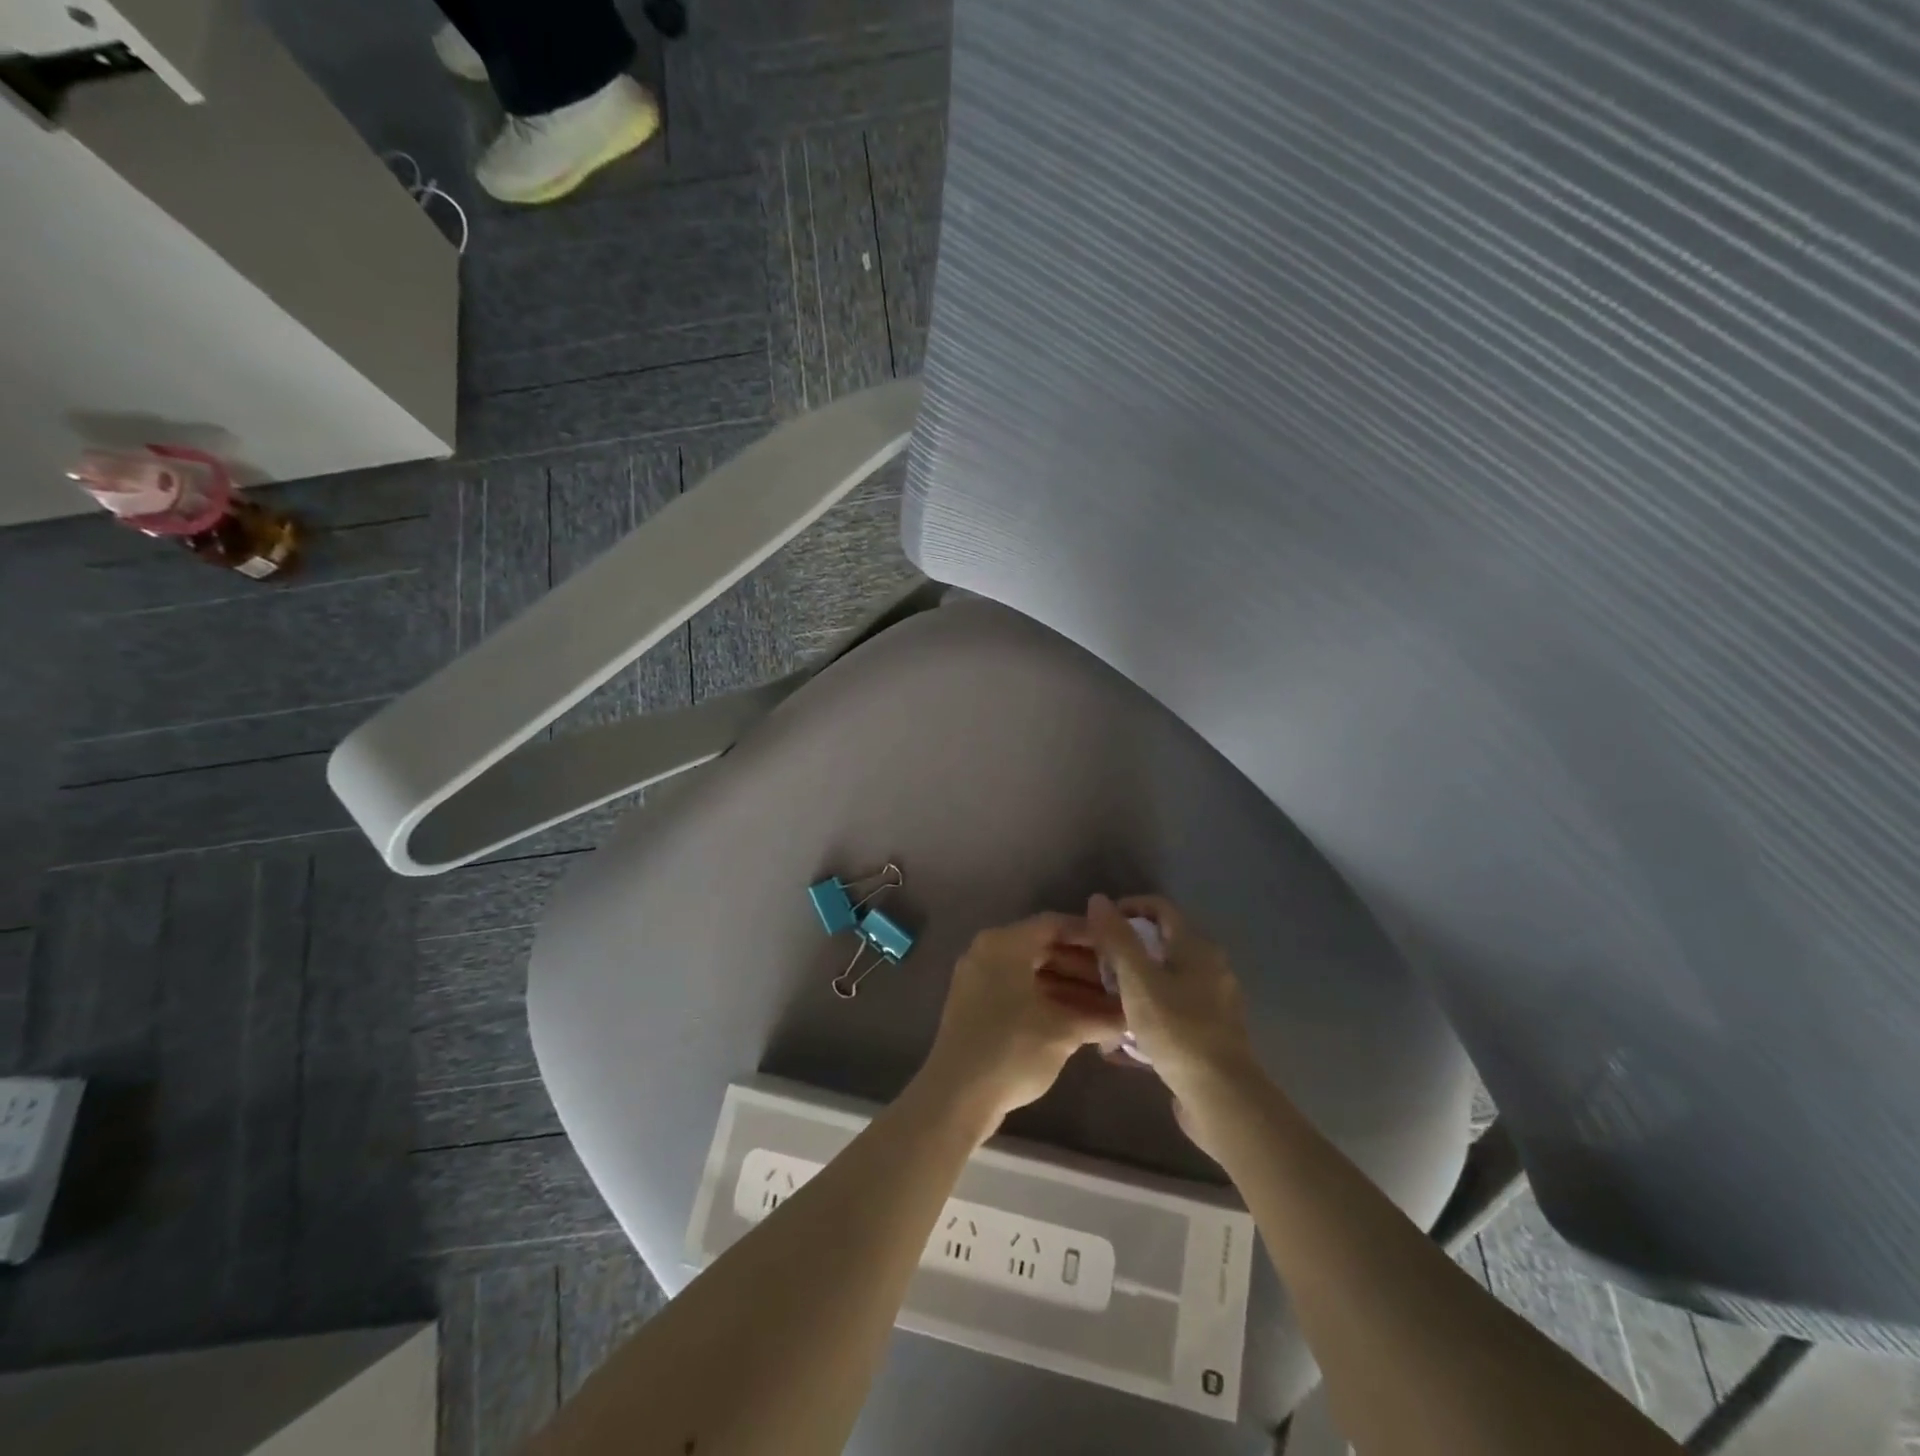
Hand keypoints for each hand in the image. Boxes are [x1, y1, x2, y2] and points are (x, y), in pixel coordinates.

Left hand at [917, 913, 1125, 1128]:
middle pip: (1045, 948)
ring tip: (1111, 1007)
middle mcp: (988, 953)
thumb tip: (1132, 1013)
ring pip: (1034, 973)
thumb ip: (1100, 1016)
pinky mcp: (978, 1007)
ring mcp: (980, 980)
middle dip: (1085, 967)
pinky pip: (1020, 992)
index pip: (1054, 925)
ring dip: (1071, 988)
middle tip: (1121, 982)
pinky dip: (1050, 1002)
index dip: (1091, 935)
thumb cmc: (1012, 1050)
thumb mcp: (1063, 1031)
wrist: (956, 1097)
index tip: (1121, 948)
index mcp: (1004, 944)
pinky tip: (1083, 1021)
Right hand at [1082, 895, 1264, 1141]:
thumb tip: (1098, 899)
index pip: (1160, 908)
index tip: (1098, 925)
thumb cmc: (1177, 1028)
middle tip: (1097, 965)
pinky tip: (1124, 1039)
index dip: (1127, 908)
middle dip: (1127, 950)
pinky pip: (1172, 1011)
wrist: (1221, 1097)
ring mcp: (1214, 1002)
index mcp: (1197, 946)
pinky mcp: (1210, 1033)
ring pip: (1166, 980)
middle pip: (1162, 944)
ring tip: (1105, 1001)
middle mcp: (1211, 967)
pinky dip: (1148, 1014)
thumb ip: (1117, 939)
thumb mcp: (1137, 979)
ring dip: (1135, 985)